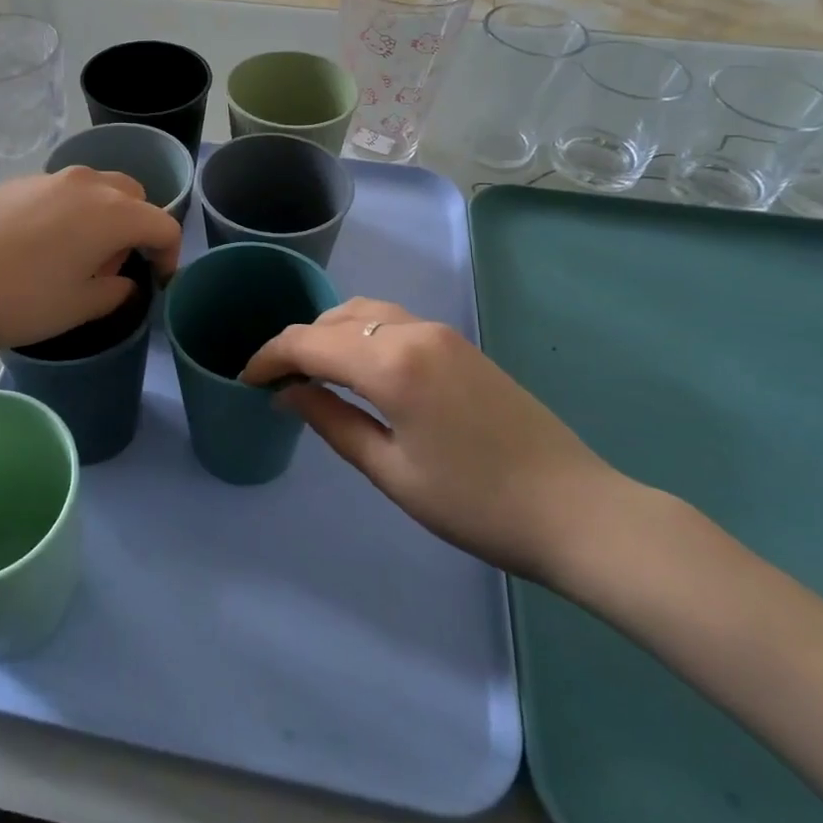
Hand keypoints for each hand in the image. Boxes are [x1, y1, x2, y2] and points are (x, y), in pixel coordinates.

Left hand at [0, 167, 182, 356]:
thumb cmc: (19, 300)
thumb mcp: (78, 307)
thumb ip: (114, 293)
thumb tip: (122, 281)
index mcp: (112, 213)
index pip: (162, 224)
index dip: (170, 254)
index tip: (159, 281)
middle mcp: (85, 184)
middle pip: (131, 195)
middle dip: (136, 226)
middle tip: (114, 265)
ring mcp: (44, 178)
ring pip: (93, 188)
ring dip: (101, 216)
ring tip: (74, 256)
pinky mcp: (11, 183)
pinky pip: (56, 192)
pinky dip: (65, 213)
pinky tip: (35, 247)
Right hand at [240, 298, 630, 580]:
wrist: (576, 510)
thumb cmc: (475, 504)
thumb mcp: (391, 471)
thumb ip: (332, 422)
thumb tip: (288, 393)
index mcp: (391, 361)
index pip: (309, 342)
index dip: (270, 357)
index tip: (246, 380)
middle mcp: (413, 330)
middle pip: (335, 319)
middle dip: (298, 343)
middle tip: (275, 381)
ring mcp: (442, 332)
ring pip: (366, 312)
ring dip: (331, 333)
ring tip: (312, 371)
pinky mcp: (460, 344)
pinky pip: (394, 321)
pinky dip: (362, 334)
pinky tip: (358, 367)